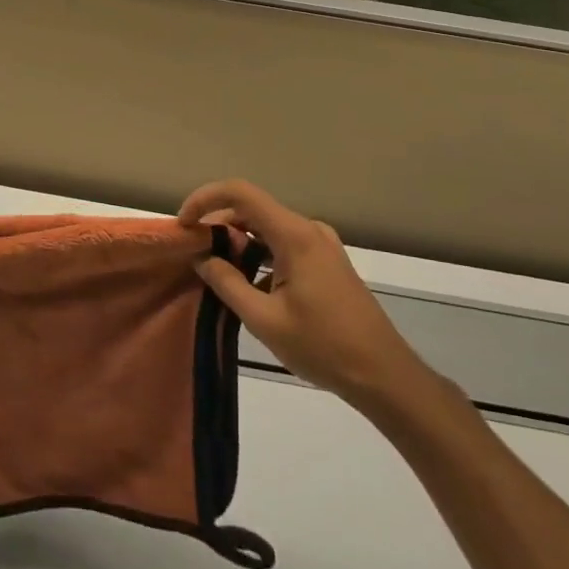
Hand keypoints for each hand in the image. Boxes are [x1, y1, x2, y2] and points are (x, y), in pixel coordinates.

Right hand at [180, 179, 431, 411]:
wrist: (385, 375)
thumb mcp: (264, 320)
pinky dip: (259, 253)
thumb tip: (201, 258)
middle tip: (194, 253)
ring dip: (238, 241)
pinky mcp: (327, 261)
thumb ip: (227, 283)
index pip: (240, 193)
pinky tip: (248, 284)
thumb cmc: (324, 347)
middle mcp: (308, 229)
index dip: (205, 199)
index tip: (184, 224)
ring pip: (267, 227)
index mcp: (294, 235)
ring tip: (215, 270)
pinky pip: (283, 243)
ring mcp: (321, 244)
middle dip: (218, 224)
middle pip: (252, 208)